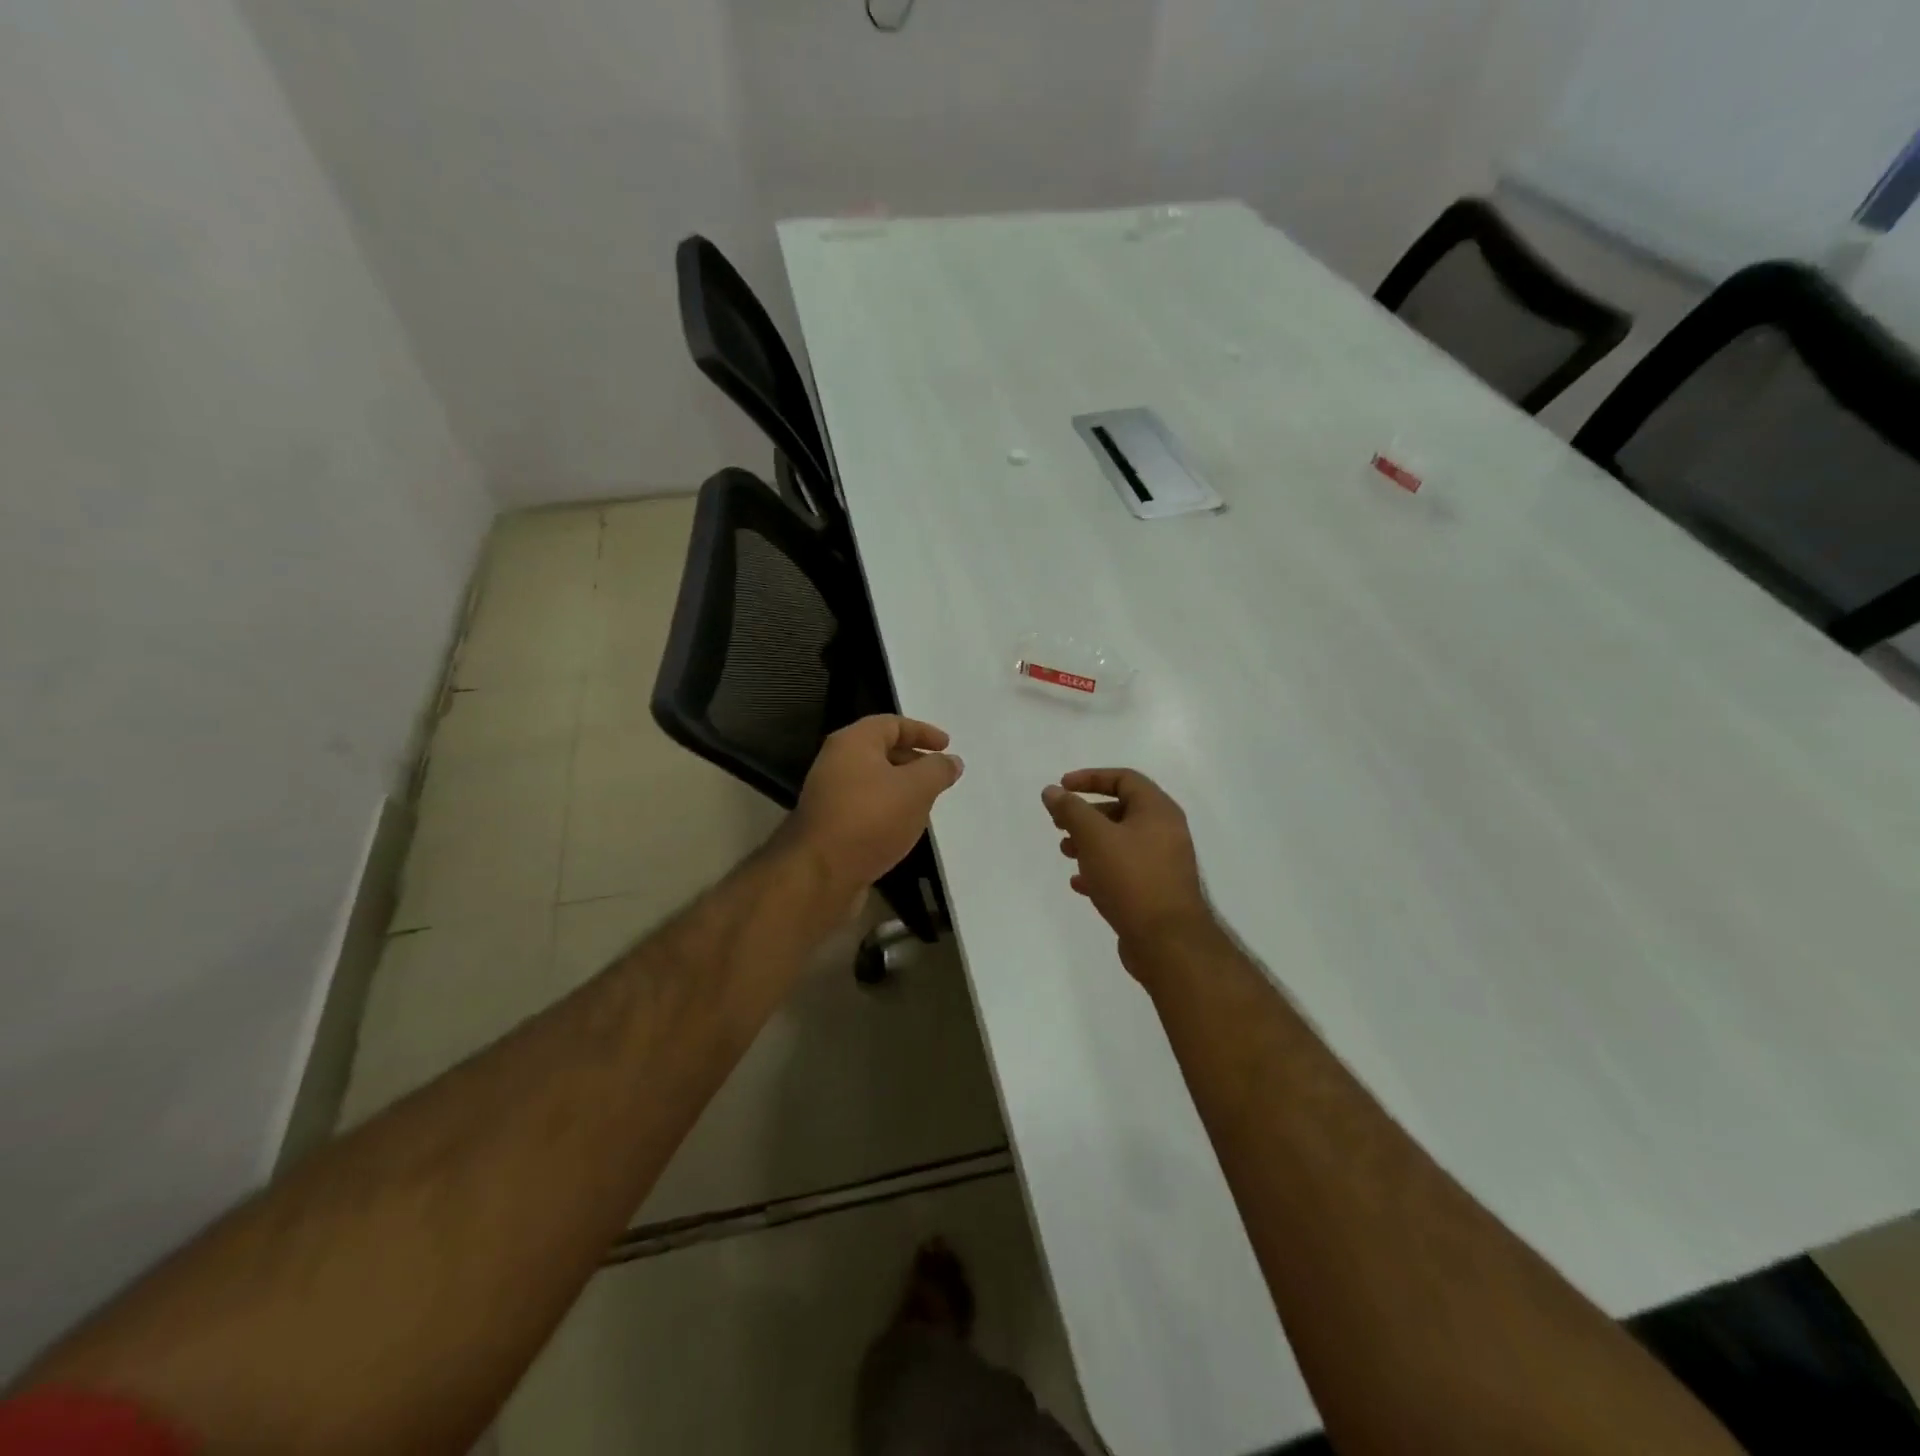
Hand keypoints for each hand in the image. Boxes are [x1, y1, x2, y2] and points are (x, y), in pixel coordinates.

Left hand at [784, 716, 963, 895]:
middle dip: (913, 759)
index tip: (947, 747)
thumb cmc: (871, 818)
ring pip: (874, 781)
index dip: (922, 731)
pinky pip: (865, 805)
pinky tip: (904, 827)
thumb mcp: (917, 788)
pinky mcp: (830, 823)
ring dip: (901, 787)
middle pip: (881, 750)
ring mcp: (830, 794)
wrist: (821, 873)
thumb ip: (938, 770)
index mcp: (853, 742)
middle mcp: (836, 762)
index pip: (892, 724)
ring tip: (927, 802)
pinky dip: (888, 808)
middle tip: (939, 775)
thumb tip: (952, 761)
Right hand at [1042, 769, 1212, 956]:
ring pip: (1120, 842)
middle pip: (1121, 811)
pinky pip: (1125, 870)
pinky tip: (1079, 884)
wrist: (1167, 942)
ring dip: (1090, 843)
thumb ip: (1071, 810)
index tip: (1062, 788)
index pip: (1124, 779)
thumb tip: (1052, 791)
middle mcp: (1165, 832)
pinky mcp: (1156, 891)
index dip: (1091, 778)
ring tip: (1066, 853)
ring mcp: (1163, 863)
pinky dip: (1101, 870)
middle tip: (1059, 824)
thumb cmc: (1131, 878)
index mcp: (1158, 811)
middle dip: (1086, 815)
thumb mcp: (1094, 837)